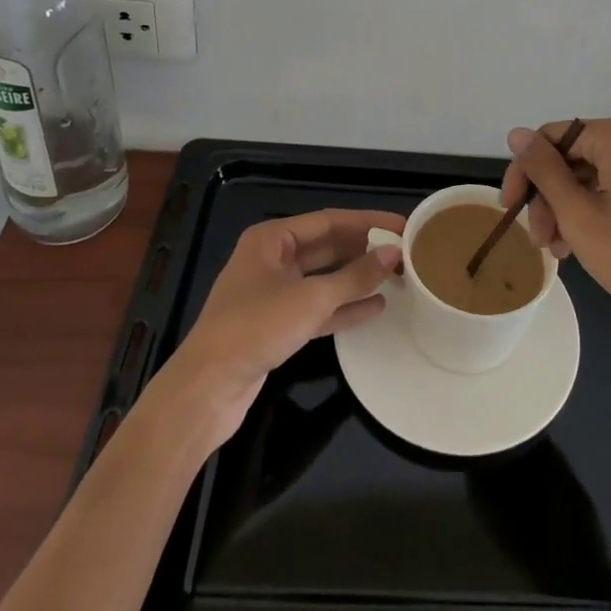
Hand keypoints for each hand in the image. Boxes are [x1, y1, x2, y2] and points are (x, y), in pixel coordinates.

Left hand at [156, 209, 403, 451]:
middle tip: (405, 253)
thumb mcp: (311, 299)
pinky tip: (375, 308)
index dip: (368, 222)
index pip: (329, 221)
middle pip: (327, 248)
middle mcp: (272, 259)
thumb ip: (354, 276)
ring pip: (324, 279)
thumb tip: (392, 254)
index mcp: (272, 238)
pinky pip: (317, 308)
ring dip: (357, 279)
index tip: (402, 226)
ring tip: (397, 278)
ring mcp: (273, 293)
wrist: (206, 390)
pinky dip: (343, 307)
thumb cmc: (255, 328)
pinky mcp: (276, 326)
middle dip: (364, 251)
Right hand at [500, 119, 610, 335]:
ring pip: (593, 177)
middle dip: (548, 197)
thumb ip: (543, 170)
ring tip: (558, 252)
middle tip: (539, 241)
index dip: (524, 171)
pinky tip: (583, 246)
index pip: (552, 137)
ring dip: (568, 209)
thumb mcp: (578, 214)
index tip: (509, 209)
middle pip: (573, 157)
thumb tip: (517, 133)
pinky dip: (594, 212)